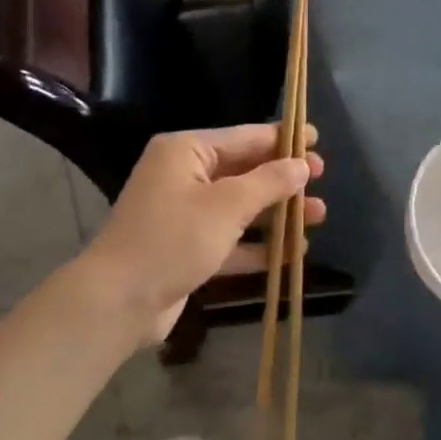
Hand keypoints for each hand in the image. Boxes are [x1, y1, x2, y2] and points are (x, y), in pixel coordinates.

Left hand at [85, 124, 325, 345]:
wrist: (118, 301)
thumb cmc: (173, 239)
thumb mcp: (227, 205)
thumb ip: (269, 182)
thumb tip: (301, 165)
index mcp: (186, 152)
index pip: (244, 137)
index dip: (282, 138)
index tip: (316, 138)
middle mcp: (184, 177)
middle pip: (245, 171)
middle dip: (284, 178)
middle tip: (321, 180)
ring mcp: (185, 215)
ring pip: (242, 207)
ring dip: (278, 212)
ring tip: (319, 216)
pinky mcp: (188, 249)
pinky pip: (232, 240)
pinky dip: (259, 245)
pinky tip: (293, 252)